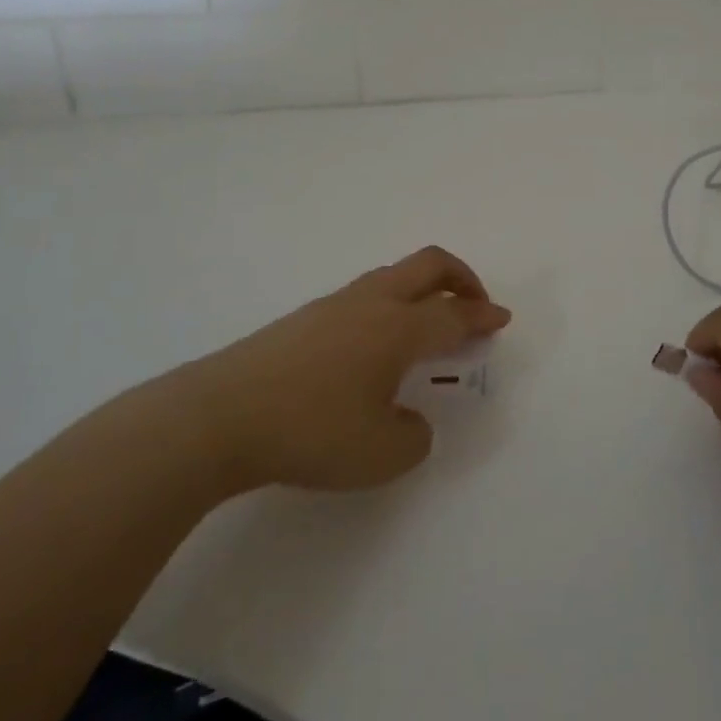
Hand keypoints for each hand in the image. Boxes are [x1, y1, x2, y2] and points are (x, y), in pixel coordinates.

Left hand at [165, 246, 510, 495]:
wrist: (219, 417)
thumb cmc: (311, 432)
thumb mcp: (381, 455)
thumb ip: (414, 438)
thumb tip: (411, 421)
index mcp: (400, 329)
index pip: (454, 314)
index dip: (483, 315)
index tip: (501, 318)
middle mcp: (373, 304)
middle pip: (429, 265)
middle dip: (461, 278)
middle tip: (474, 303)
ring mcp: (335, 305)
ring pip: (394, 275)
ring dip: (423, 289)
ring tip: (426, 323)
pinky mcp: (305, 318)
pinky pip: (365, 294)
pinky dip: (390, 305)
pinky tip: (375, 343)